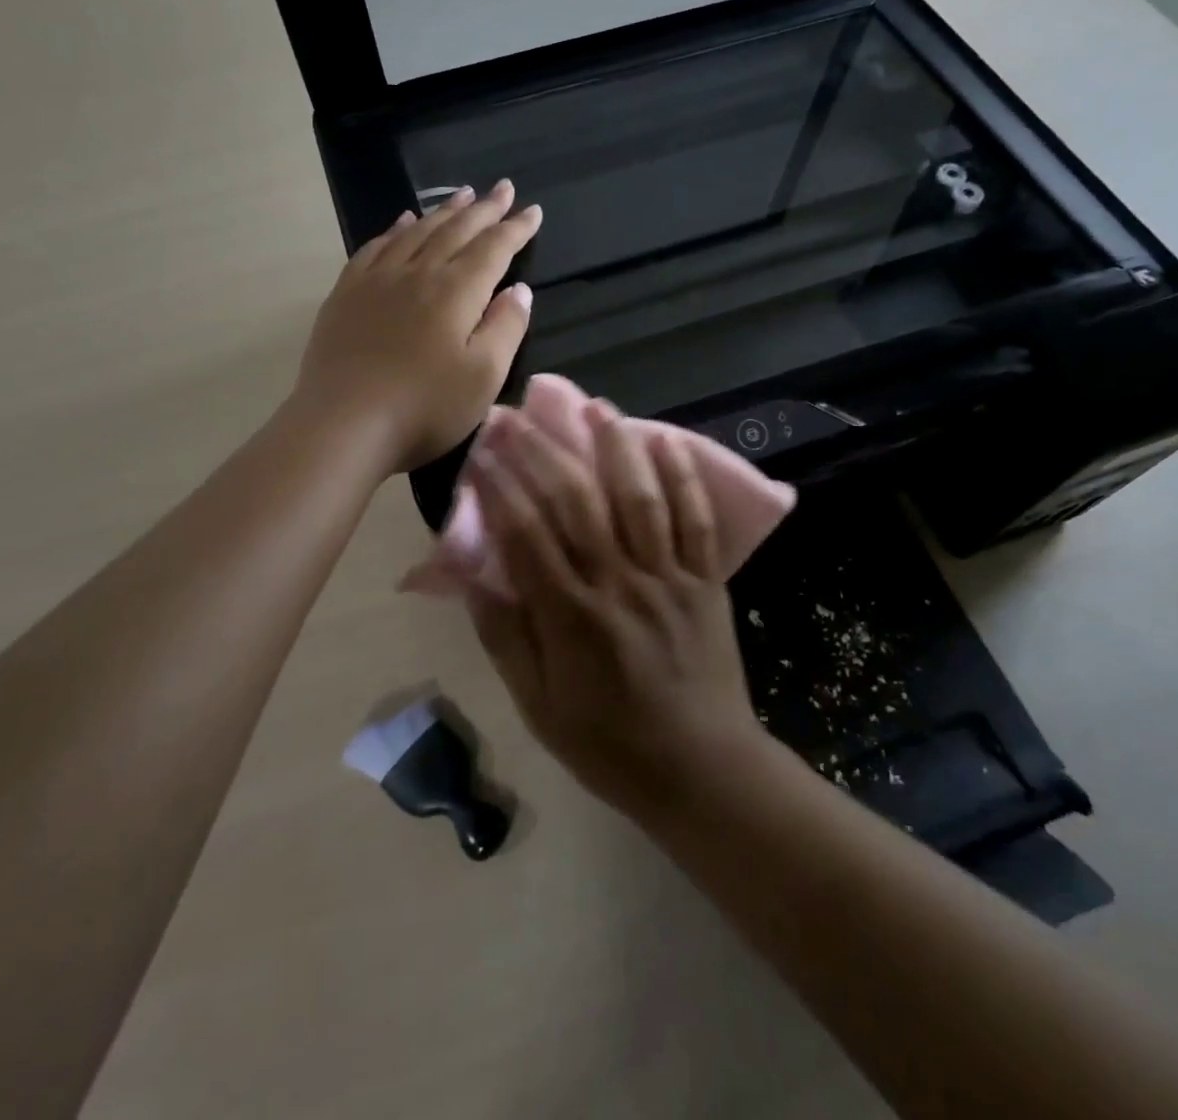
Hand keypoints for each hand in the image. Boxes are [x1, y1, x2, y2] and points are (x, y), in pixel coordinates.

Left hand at [294, 182, 541, 472]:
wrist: (343, 426)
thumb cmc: (424, 409)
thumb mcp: (483, 377)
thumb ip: (506, 328)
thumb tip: (519, 289)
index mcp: (456, 292)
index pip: (494, 249)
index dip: (516, 228)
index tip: (533, 211)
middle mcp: (418, 273)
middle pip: (457, 231)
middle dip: (484, 209)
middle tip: (503, 188)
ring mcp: (377, 280)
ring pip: (416, 232)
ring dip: (443, 211)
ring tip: (462, 195)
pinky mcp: (346, 295)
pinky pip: (375, 247)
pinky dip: (395, 229)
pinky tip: (402, 222)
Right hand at [464, 401, 763, 821]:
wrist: (702, 769)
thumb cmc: (608, 744)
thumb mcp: (538, 706)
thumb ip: (505, 637)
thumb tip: (471, 576)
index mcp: (570, 617)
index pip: (525, 534)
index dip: (499, 486)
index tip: (482, 450)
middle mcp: (618, 584)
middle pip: (576, 502)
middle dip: (544, 452)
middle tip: (520, 415)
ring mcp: (668, 577)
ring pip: (640, 498)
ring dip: (615, 447)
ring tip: (595, 407)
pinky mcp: (706, 580)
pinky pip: (696, 520)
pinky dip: (684, 478)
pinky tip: (667, 440)